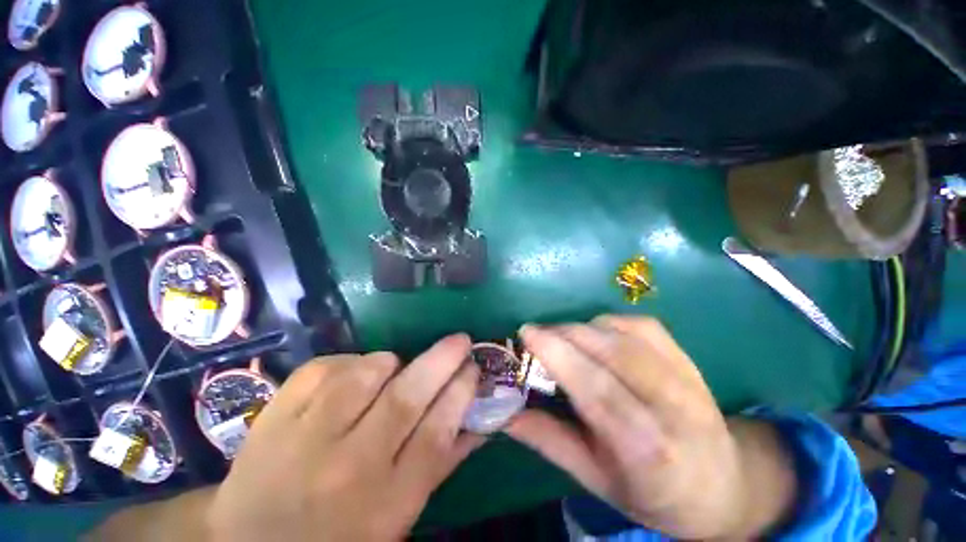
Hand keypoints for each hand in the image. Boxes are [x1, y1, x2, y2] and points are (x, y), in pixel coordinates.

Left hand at [93, 335, 483, 540]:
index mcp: (386, 502)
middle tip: (461, 340)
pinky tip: (352, 377)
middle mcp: (349, 467)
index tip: (474, 367)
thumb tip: (481, 422)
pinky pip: (327, 367)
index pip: (437, 433)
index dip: (461, 392)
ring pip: (366, 373)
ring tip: (395, 369)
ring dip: (391, 362)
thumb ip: (443, 464)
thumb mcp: (400, 516)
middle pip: (407, 398)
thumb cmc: (338, 537)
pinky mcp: (276, 413)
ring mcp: (306, 437)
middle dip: (442, 360)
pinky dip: (350, 363)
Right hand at [505, 316, 796, 538]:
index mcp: (649, 450)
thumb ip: (549, 441)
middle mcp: (675, 408)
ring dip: (582, 328)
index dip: (559, 355)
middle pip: (611, 352)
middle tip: (536, 335)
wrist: (724, 486)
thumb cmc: (654, 493)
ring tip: (561, 338)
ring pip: (624, 333)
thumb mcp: (597, 481)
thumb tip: (504, 412)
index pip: (598, 390)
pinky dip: (608, 322)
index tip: (527, 333)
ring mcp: (688, 378)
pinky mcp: (689, 359)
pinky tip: (595, 334)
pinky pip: (641, 325)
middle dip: (564, 334)